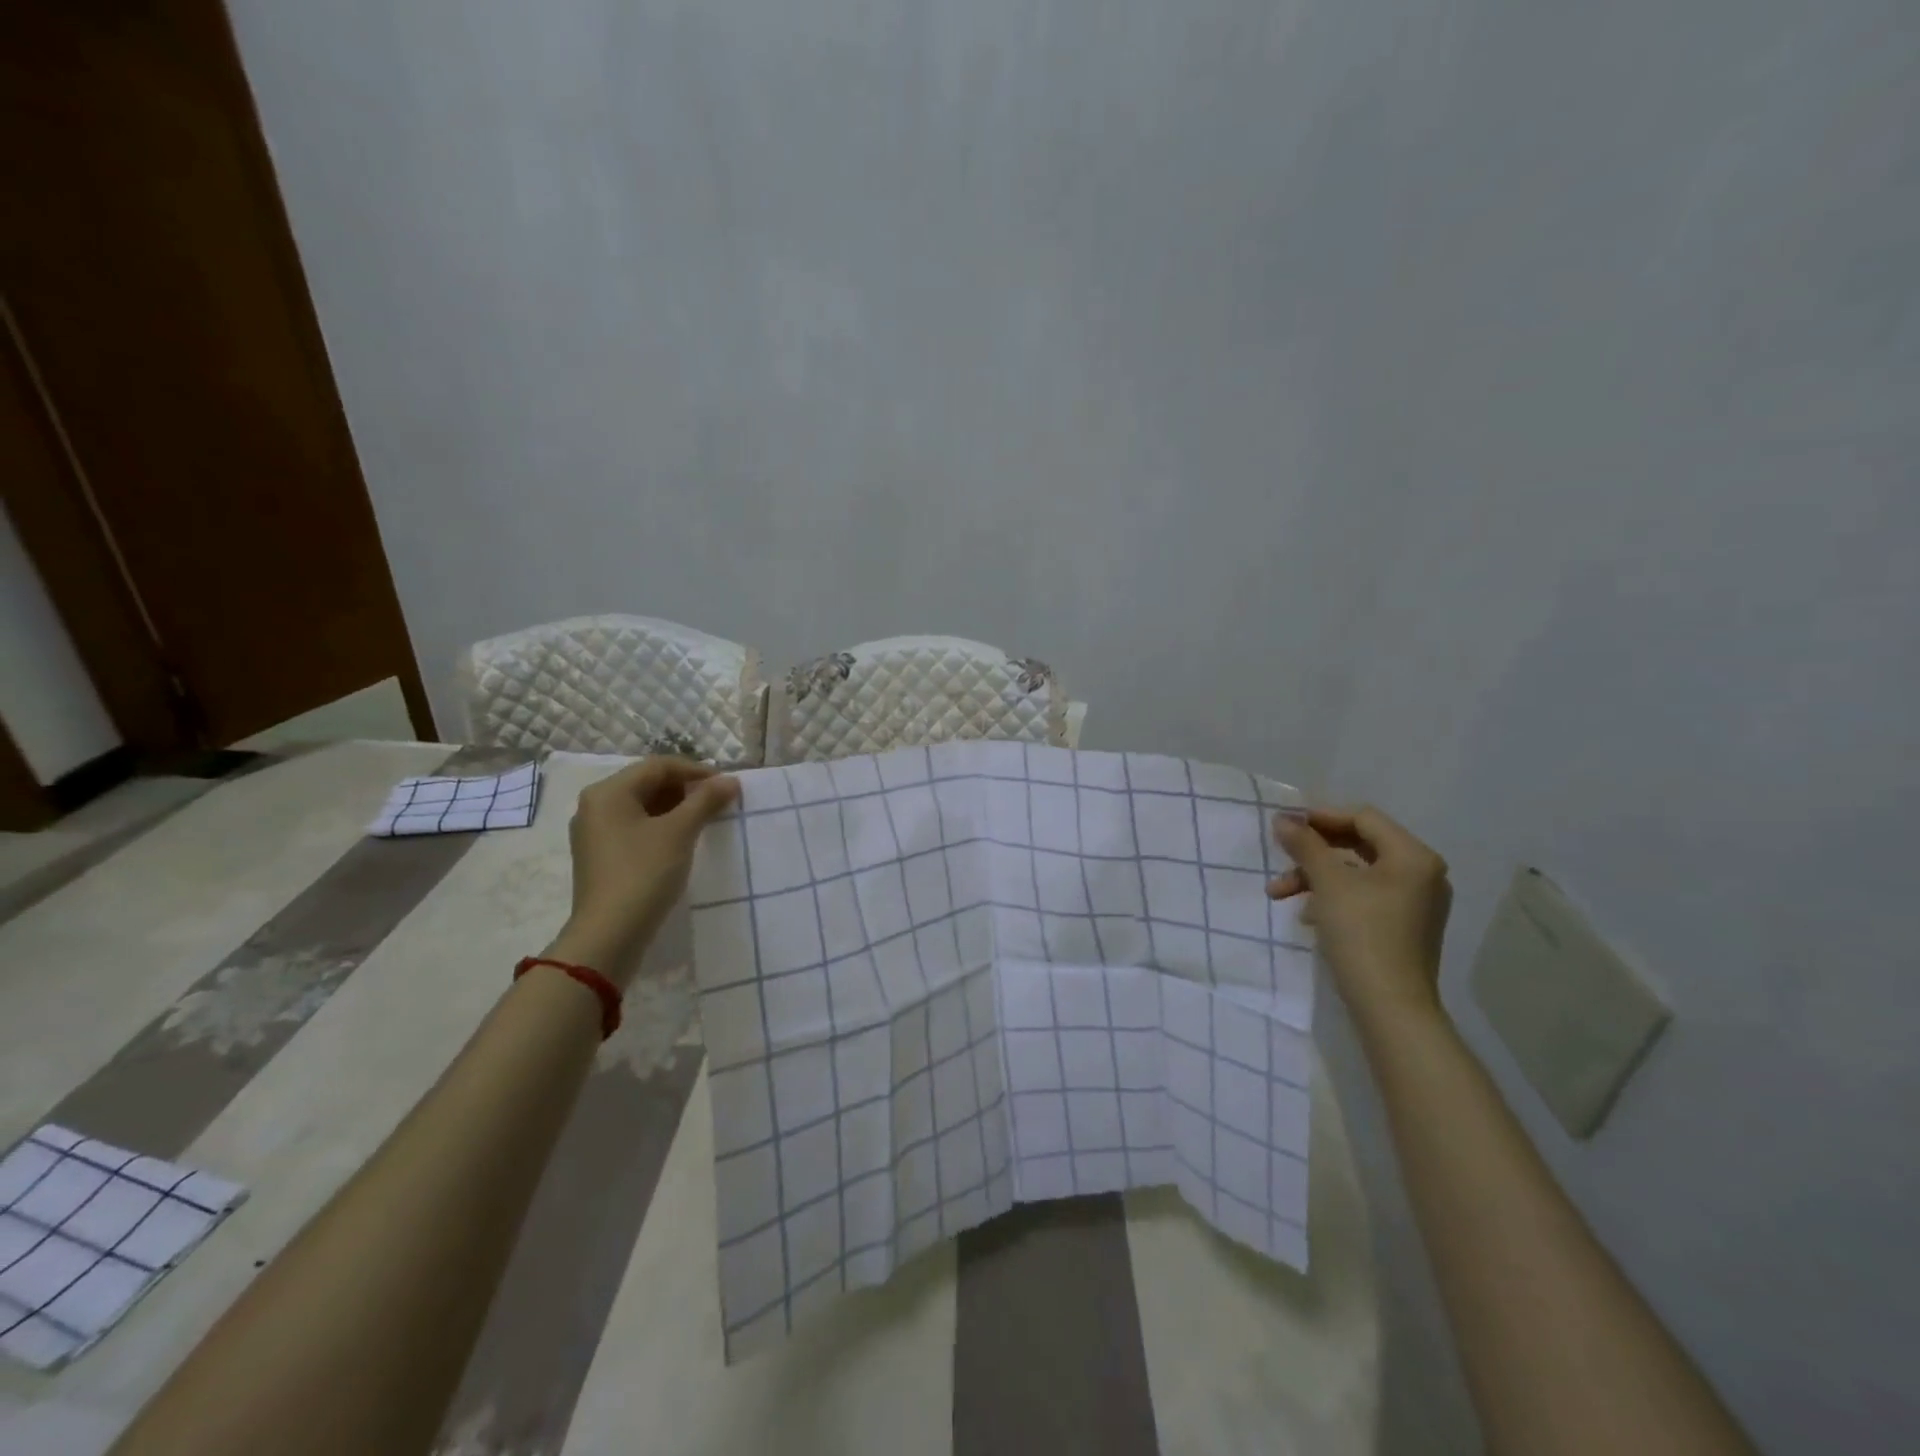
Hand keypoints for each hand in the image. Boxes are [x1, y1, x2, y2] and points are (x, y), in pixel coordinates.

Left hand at [545, 757, 739, 982]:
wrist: (610, 935)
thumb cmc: (644, 873)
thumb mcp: (680, 832)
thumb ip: (706, 800)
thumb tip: (730, 780)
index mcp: (608, 792)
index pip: (658, 766)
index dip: (696, 771)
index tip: (727, 785)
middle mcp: (596, 805)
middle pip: (648, 783)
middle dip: (687, 789)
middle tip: (720, 802)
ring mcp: (595, 832)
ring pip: (643, 806)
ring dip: (677, 808)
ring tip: (707, 819)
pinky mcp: (602, 856)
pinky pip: (636, 827)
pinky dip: (662, 826)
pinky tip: (684, 839)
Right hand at [1268, 805, 1451, 1022]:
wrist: (1390, 1007)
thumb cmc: (1361, 934)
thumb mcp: (1327, 883)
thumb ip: (1305, 845)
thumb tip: (1283, 819)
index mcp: (1413, 856)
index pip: (1363, 818)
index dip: (1321, 817)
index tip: (1285, 825)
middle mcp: (1422, 874)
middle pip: (1360, 845)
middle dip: (1313, 853)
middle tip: (1280, 857)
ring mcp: (1416, 902)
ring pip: (1357, 873)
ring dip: (1316, 877)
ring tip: (1280, 894)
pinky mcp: (1405, 926)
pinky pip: (1365, 896)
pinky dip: (1334, 897)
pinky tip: (1308, 916)